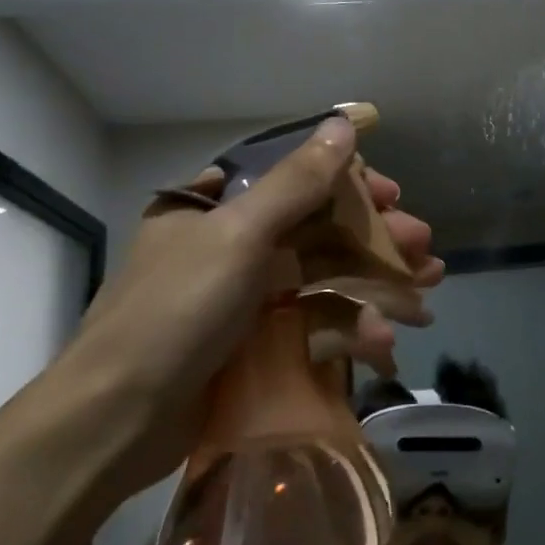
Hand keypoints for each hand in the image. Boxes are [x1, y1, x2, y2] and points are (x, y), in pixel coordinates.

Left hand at [29, 119, 442, 496]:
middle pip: (318, 229)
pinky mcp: (255, 343)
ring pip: (324, 277)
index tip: (393, 195)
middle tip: (424, 248)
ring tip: (427, 289)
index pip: (293, 178)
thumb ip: (297, 182)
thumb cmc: (176, 312)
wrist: (117, 422)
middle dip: (376, 238)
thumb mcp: (239, 236)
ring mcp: (244, 297)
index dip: (348, 183)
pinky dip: (349, 328)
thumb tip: (344, 123)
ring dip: (377, 282)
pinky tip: (384, 341)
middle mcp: (230, 245)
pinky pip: (312, 323)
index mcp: (214, 207)